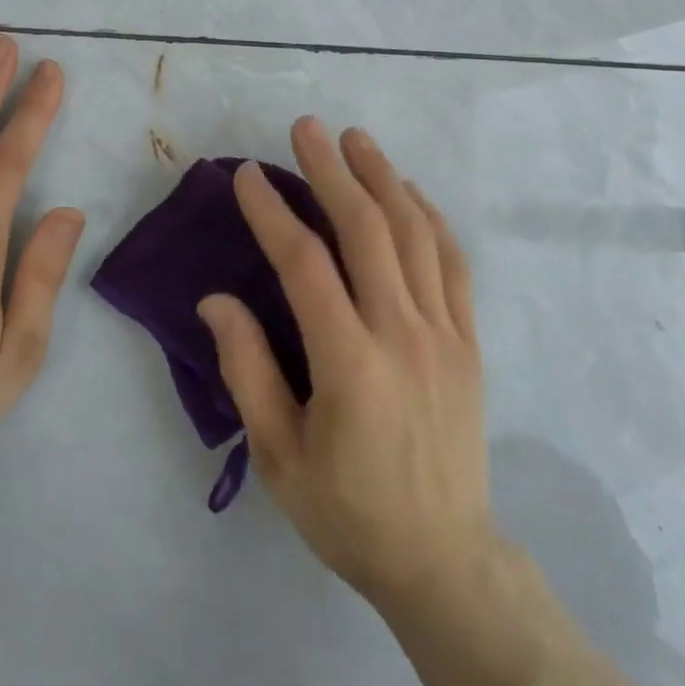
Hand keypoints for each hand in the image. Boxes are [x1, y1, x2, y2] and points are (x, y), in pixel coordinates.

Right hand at [198, 117, 493, 607]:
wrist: (443, 558)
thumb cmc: (348, 511)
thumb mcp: (279, 456)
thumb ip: (247, 370)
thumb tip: (216, 300)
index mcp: (350, 364)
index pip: (305, 265)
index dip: (272, 213)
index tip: (248, 175)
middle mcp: (402, 333)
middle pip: (367, 229)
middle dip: (332, 171)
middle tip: (306, 128)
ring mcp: (444, 332)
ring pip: (415, 233)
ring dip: (383, 177)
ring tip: (356, 139)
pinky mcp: (468, 340)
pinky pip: (453, 261)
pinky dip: (430, 216)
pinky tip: (409, 190)